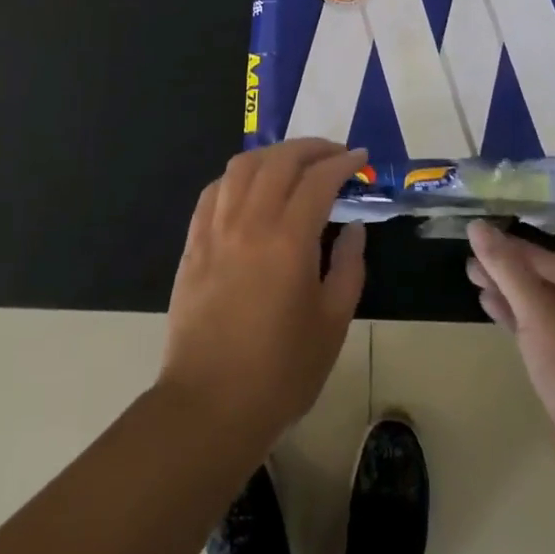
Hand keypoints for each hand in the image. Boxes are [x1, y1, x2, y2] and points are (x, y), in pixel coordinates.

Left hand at [158, 140, 368, 457]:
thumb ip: (348, 268)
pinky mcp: (193, 243)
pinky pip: (214, 191)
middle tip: (334, 154)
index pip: (318, 179)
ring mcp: (216, 229)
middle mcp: (250, 222)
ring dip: (273, 154)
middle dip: (311, 148)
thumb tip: (354, 229)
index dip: (343, 162)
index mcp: (289, 240)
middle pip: (279, 160)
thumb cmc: (281, 371)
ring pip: (242, 167)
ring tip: (294, 162)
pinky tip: (250, 187)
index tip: (361, 158)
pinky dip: (237, 177)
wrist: (210, 405)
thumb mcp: (332, 324)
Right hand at [467, 208, 554, 488]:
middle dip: (527, 257)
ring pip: (554, 302)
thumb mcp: (542, 312)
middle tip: (487, 243)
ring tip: (474, 271)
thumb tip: (478, 228)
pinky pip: (547, 330)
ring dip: (516, 285)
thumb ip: (508, 269)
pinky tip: (487, 304)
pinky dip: (520, 314)